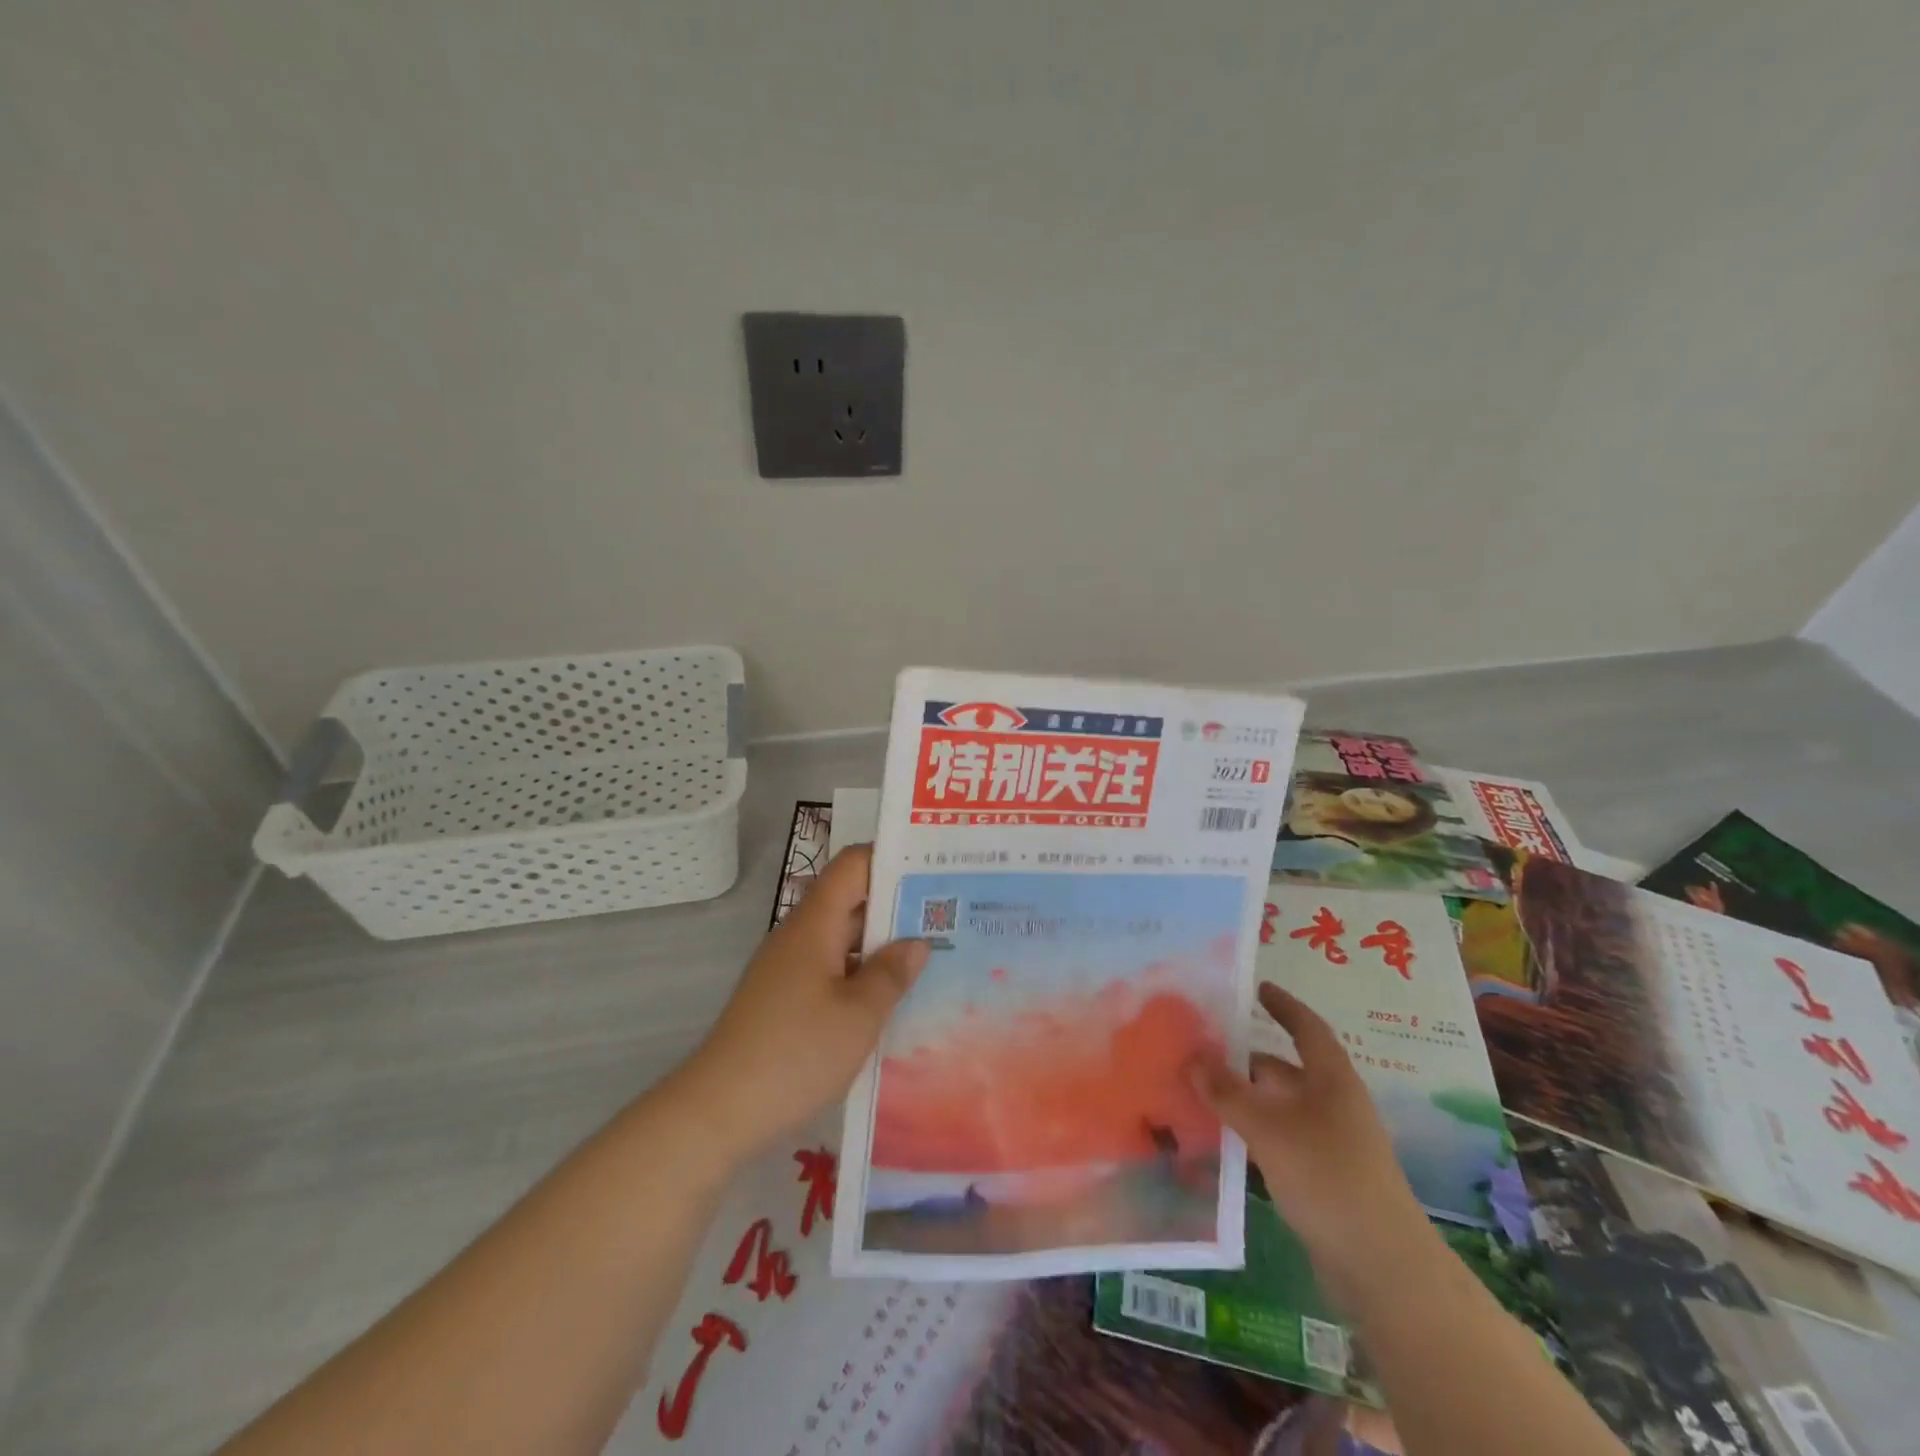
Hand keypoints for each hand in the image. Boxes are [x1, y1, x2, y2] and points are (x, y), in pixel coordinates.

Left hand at [681, 846, 928, 1158]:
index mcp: (815, 924)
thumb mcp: (858, 1015)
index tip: (934, 870)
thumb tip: (916, 943)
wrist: (717, 1112)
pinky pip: (831, 971)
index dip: (892, 859)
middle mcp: (799, 936)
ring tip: (933, 958)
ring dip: (881, 947)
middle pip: (851, 901)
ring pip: (843, 940)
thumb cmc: (795, 1054)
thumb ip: (890, 974)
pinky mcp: (783, 999)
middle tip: (949, 918)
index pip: (854, 865)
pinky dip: (861, 976)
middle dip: (898, 907)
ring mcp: (788, 968)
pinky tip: (891, 1001)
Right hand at [1189, 983, 1434, 1306]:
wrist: (1381, 1267)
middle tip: (1196, 1049)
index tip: (1255, 987)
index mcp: (1331, 1080)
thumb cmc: (1328, 1176)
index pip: (1307, 1028)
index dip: (1283, 1005)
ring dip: (1240, 1099)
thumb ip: (1227, 1091)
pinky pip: (1275, 1140)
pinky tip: (1216, 1140)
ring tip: (1194, 1091)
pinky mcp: (1318, 1177)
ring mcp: (1326, 1143)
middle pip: (1282, 1069)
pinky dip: (1248, 1133)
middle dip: (1242, 1059)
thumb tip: (1190, 1056)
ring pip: (1275, 1107)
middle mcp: (1331, 1104)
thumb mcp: (1269, 1128)